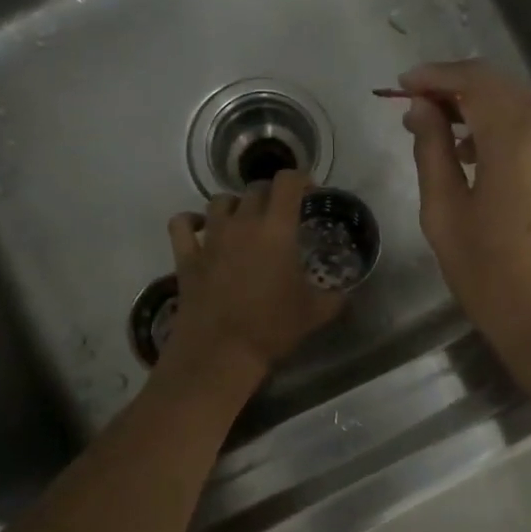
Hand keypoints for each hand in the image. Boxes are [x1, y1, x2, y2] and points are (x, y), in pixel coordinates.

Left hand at [162, 169, 345, 386]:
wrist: (220, 352)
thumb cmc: (272, 327)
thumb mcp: (316, 313)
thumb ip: (336, 296)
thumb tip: (348, 291)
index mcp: (277, 229)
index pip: (288, 182)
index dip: (301, 179)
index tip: (309, 192)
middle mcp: (242, 223)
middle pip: (255, 189)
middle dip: (271, 195)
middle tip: (281, 215)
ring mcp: (210, 237)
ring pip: (220, 201)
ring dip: (235, 205)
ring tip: (244, 221)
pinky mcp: (186, 256)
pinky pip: (182, 224)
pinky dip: (191, 221)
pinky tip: (200, 227)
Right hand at [400, 60, 530, 373]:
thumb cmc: (490, 277)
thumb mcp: (444, 214)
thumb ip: (432, 150)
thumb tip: (421, 108)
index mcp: (519, 138)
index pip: (475, 80)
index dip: (437, 75)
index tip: (407, 85)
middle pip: (509, 90)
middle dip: (466, 95)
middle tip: (431, 116)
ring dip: (502, 116)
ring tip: (470, 150)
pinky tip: (514, 179)